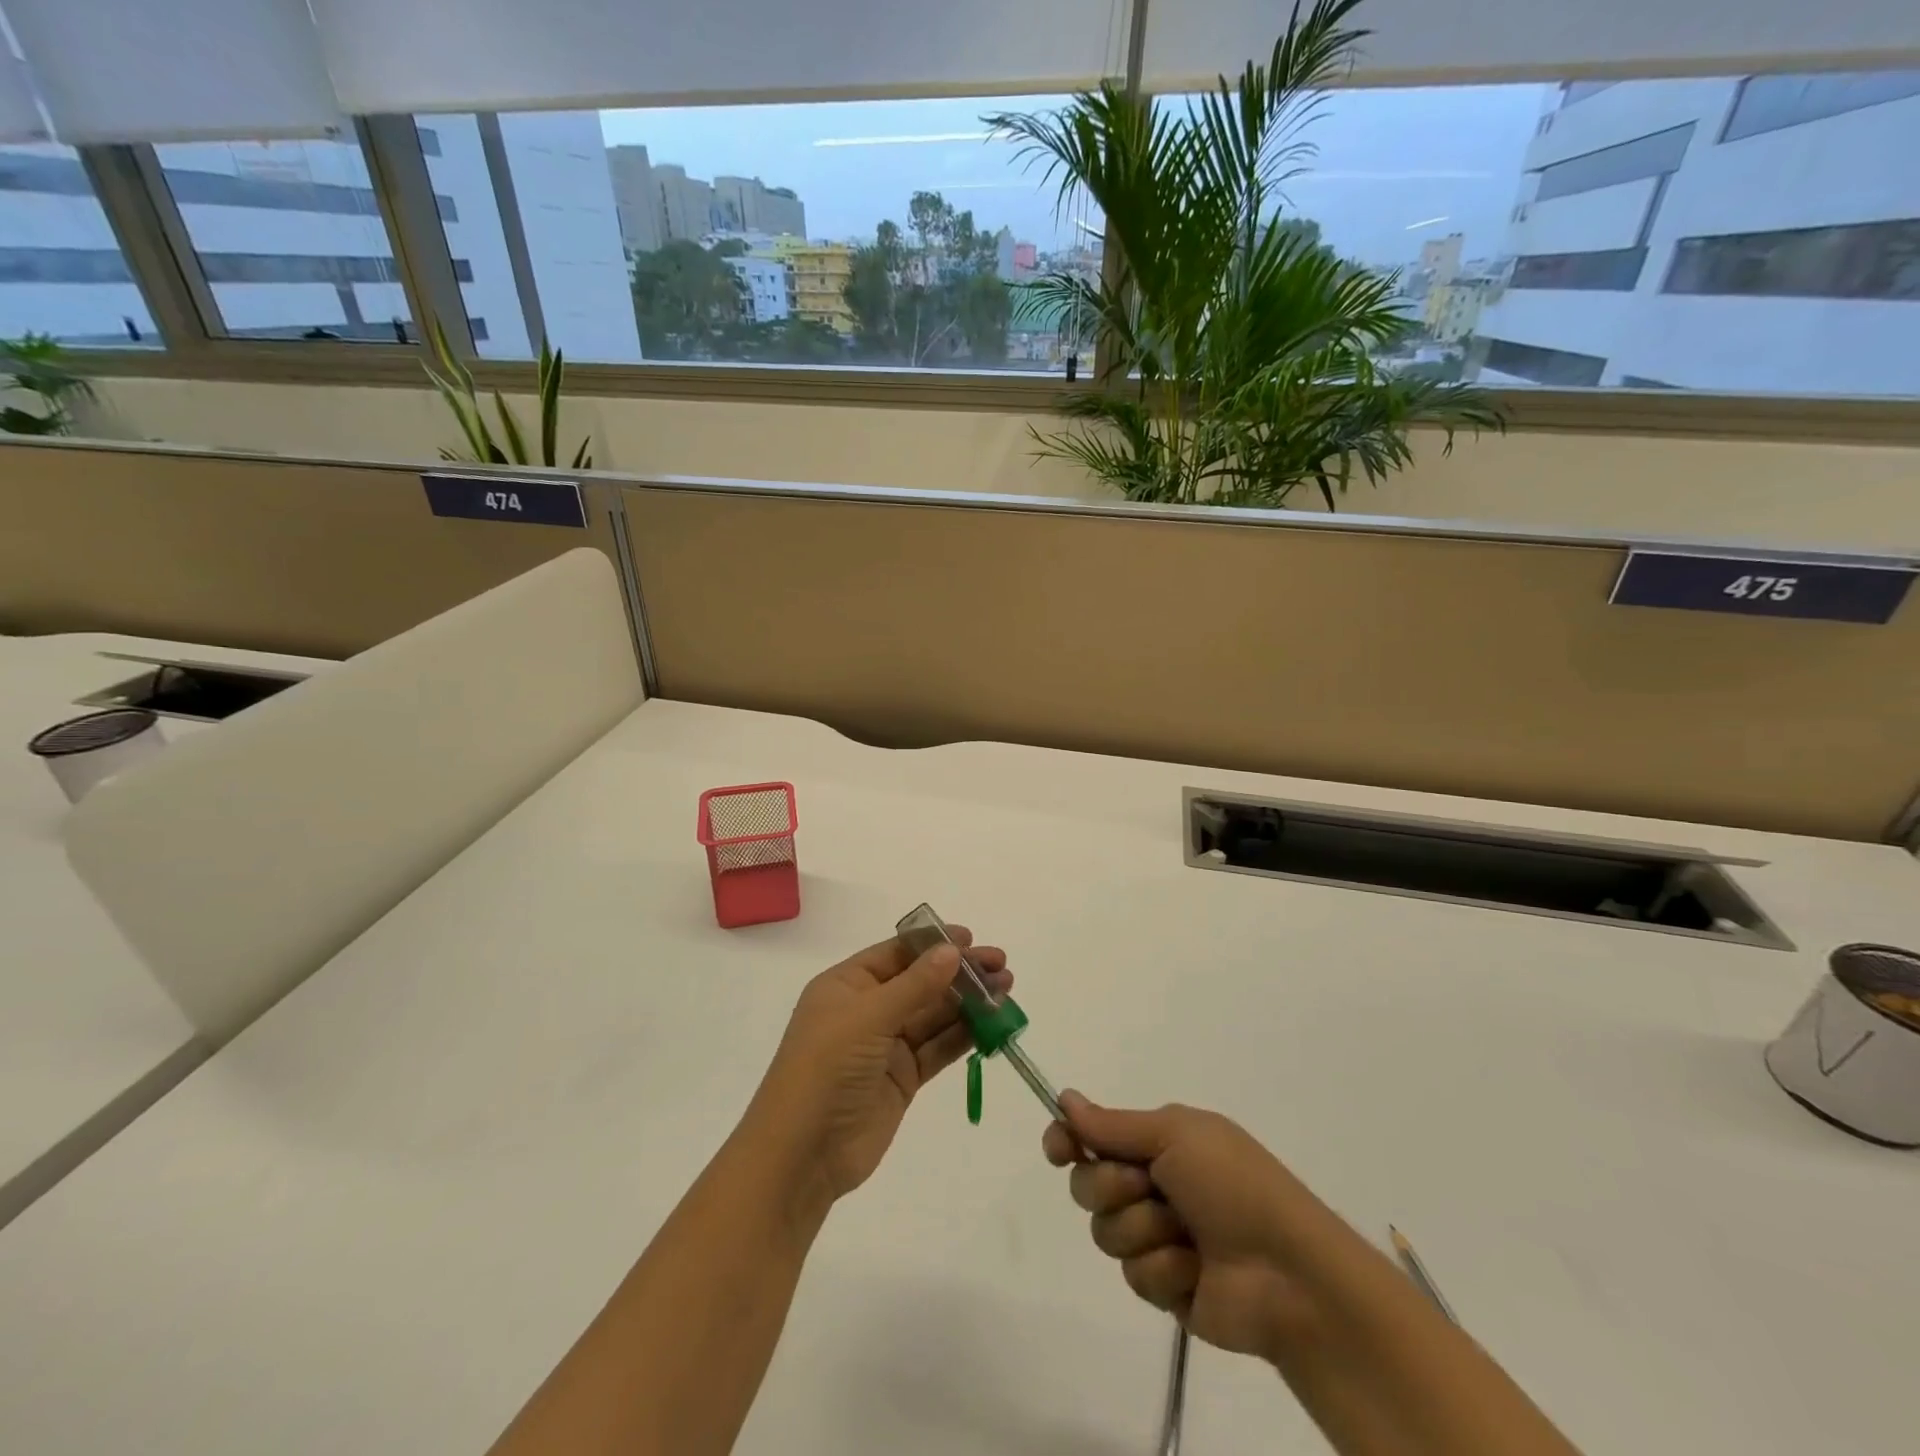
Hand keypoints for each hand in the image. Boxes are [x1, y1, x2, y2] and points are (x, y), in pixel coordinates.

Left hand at [751, 929, 1010, 1209]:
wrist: (803, 1154)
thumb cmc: (826, 1069)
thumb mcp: (868, 1018)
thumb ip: (915, 985)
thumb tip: (952, 951)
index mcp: (847, 985)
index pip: (897, 953)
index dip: (934, 944)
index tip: (971, 939)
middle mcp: (867, 1010)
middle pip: (921, 982)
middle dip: (960, 973)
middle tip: (1001, 966)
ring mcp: (886, 1046)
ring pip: (934, 1015)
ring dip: (969, 1003)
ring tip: (1006, 991)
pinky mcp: (903, 1078)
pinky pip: (938, 1048)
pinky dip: (964, 1036)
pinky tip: (992, 1025)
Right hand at [1043, 1094, 1334, 1361]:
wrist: (1288, 1272)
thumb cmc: (1233, 1184)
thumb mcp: (1175, 1135)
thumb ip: (1114, 1125)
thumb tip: (1064, 1098)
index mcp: (1157, 1143)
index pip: (1091, 1135)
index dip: (1066, 1139)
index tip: (1058, 1148)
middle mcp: (1150, 1184)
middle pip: (1087, 1183)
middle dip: (1111, 1186)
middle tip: (1147, 1185)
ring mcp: (1156, 1236)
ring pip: (1105, 1231)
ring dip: (1143, 1229)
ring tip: (1184, 1235)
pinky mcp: (1163, 1285)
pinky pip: (1133, 1274)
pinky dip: (1163, 1268)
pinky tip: (1194, 1270)